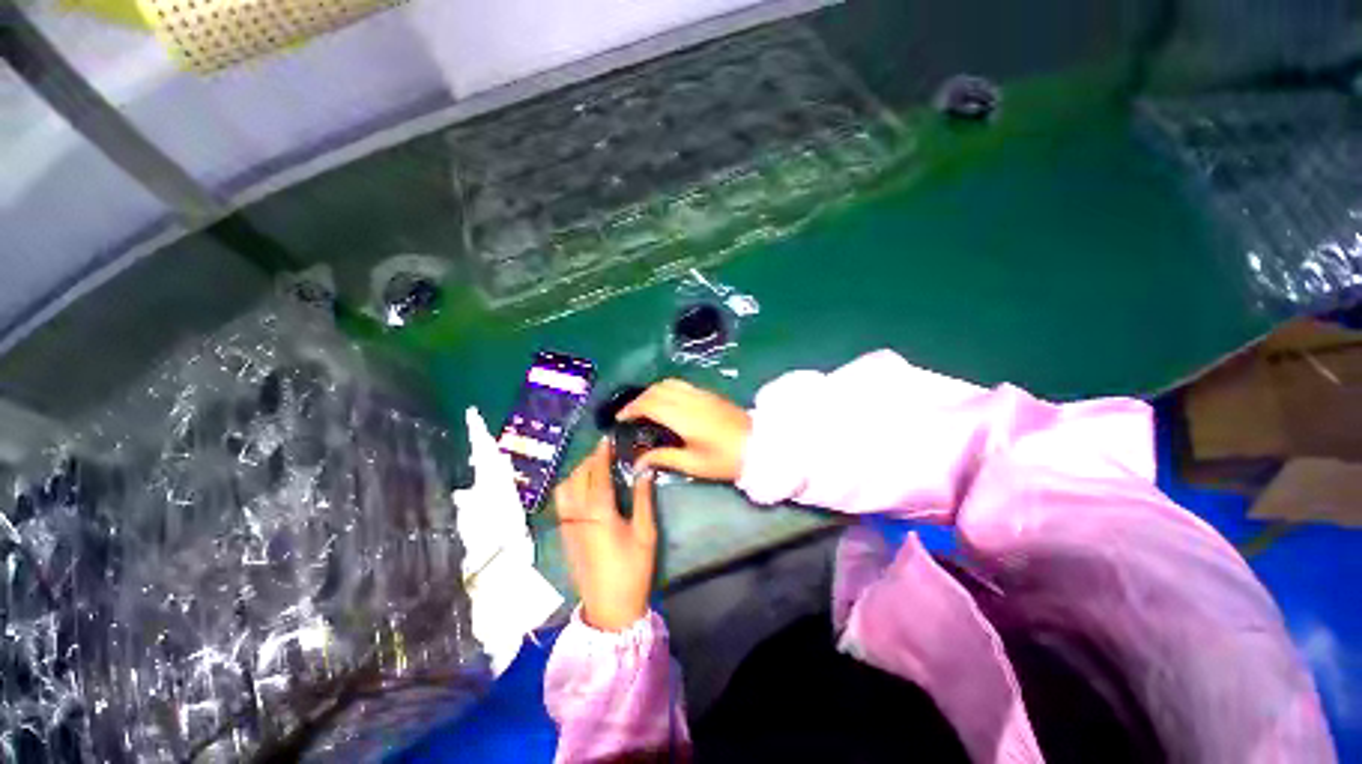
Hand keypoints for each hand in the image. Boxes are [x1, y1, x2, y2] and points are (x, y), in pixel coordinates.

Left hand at [554, 440, 657, 631]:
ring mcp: (567, 525)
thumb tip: (644, 470)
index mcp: (600, 512)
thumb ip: (643, 498)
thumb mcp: (645, 533)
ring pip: (564, 488)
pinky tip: (583, 488)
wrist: (610, 608)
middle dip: (589, 459)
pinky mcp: (563, 534)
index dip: (601, 453)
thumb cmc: (633, 569)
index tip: (607, 438)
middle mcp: (578, 514)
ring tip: (593, 468)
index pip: (597, 473)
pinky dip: (570, 486)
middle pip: (577, 476)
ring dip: (577, 472)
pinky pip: (561, 501)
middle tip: (605, 452)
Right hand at [618, 379, 751, 481]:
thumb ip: (663, 458)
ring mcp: (700, 393)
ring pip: (668, 383)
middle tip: (629, 414)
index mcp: (683, 417)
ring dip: (651, 391)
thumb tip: (638, 462)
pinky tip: (665, 402)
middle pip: (656, 390)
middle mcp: (689, 399)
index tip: (620, 418)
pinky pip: (680, 384)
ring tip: (644, 407)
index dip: (631, 408)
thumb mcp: (693, 464)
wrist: (759, 444)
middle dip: (638, 399)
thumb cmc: (725, 459)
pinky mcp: (708, 393)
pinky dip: (665, 389)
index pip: (649, 404)